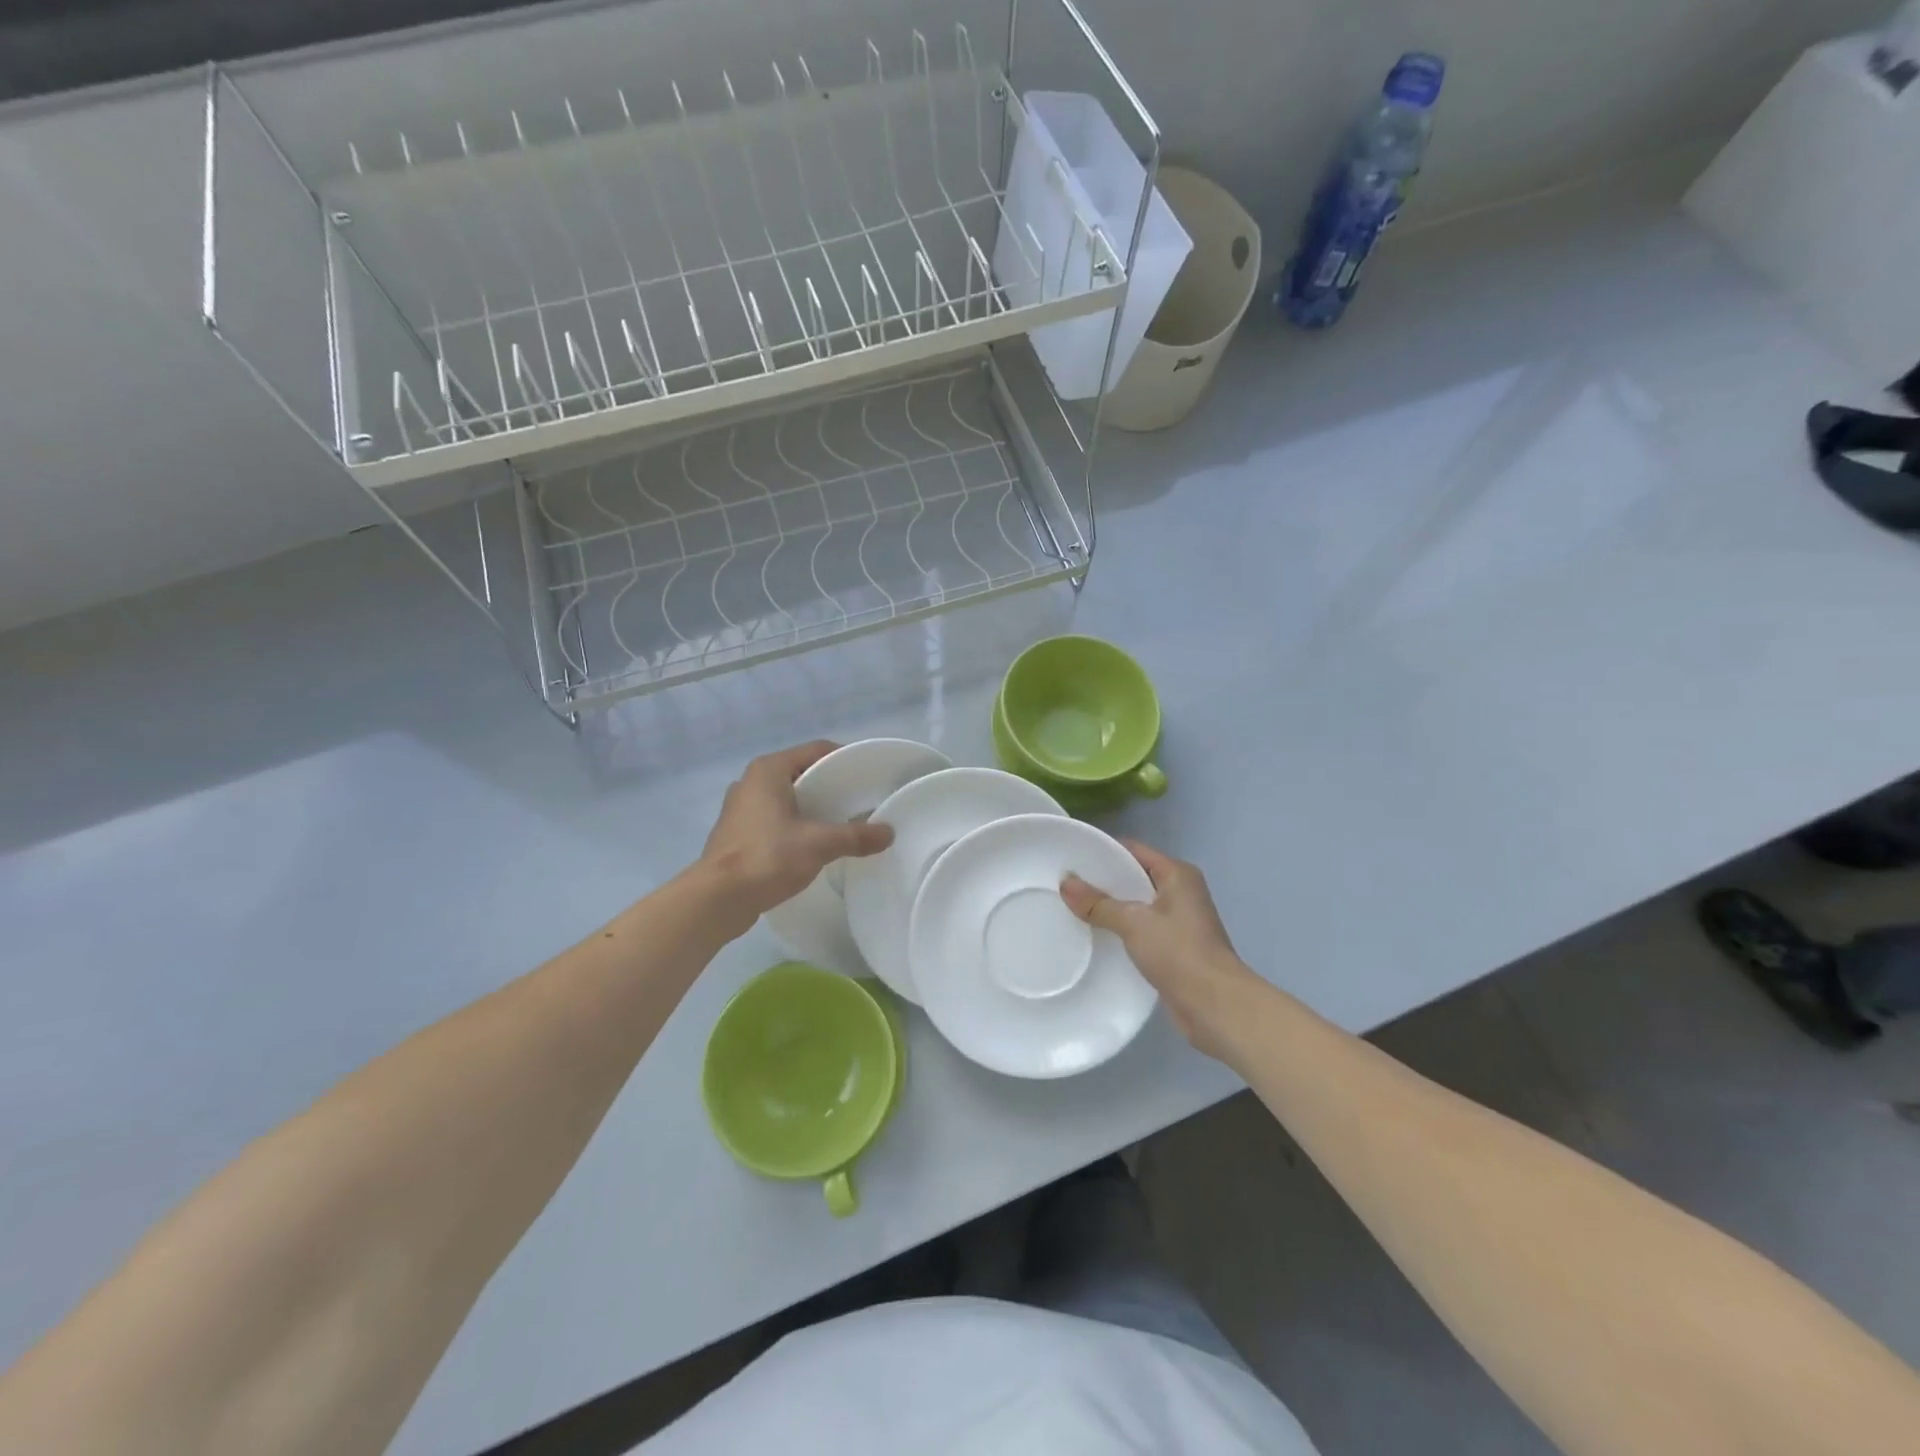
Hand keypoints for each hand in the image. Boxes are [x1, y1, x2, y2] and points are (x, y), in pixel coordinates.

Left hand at [699, 741, 894, 924]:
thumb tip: (888, 833)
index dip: (844, 759)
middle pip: (801, 773)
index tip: (868, 777)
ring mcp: (740, 808)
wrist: (717, 898)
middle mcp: (751, 781)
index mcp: (769, 770)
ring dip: (812, 809)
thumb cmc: (767, 857)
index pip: (816, 750)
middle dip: (830, 787)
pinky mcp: (736, 833)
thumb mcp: (819, 844)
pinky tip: (813, 845)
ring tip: (841, 825)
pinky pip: (774, 819)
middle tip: (859, 803)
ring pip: (787, 799)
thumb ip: (855, 836)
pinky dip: (795, 826)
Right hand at [1061, 840, 1262, 1059]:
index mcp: (1178, 874)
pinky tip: (1094, 936)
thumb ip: (1098, 903)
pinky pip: (1140, 930)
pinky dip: (1120, 930)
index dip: (1103, 851)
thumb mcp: (1134, 923)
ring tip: (1072, 908)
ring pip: (1136, 906)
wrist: (1216, 1006)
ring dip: (1110, 908)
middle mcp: (1181, 892)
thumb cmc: (1179, 952)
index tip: (1071, 857)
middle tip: (1065, 884)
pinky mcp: (1173, 948)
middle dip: (1102, 881)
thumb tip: (1065, 883)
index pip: (1134, 850)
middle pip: (1134, 877)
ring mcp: (1179, 921)